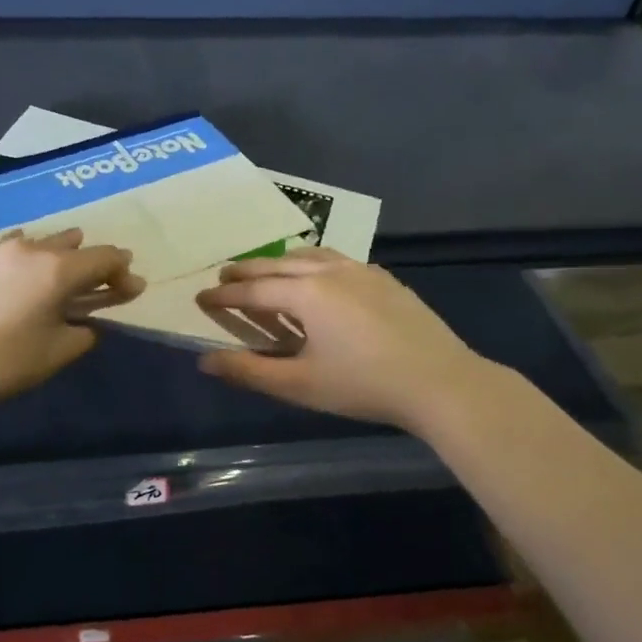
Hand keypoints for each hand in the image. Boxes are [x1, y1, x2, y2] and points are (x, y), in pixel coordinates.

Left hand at [0, 229, 142, 406]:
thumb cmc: (8, 360)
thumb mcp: (57, 352)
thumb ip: (82, 333)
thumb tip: (85, 326)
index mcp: (59, 269)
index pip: (104, 258)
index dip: (123, 272)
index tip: (132, 289)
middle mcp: (33, 250)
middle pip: (74, 244)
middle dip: (93, 261)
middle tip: (101, 282)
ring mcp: (0, 251)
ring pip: (42, 241)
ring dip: (60, 254)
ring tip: (63, 273)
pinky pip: (13, 248)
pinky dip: (29, 256)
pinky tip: (25, 269)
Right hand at [194, 249, 507, 430]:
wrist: (441, 382)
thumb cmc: (363, 385)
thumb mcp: (299, 384)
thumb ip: (249, 371)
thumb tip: (205, 362)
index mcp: (306, 293)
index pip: (253, 290)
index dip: (224, 296)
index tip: (200, 298)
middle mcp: (330, 271)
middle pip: (278, 263)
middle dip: (248, 270)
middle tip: (225, 276)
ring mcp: (362, 271)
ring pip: (310, 255)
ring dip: (281, 261)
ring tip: (267, 272)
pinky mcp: (385, 280)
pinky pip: (337, 260)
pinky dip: (313, 264)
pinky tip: (319, 279)